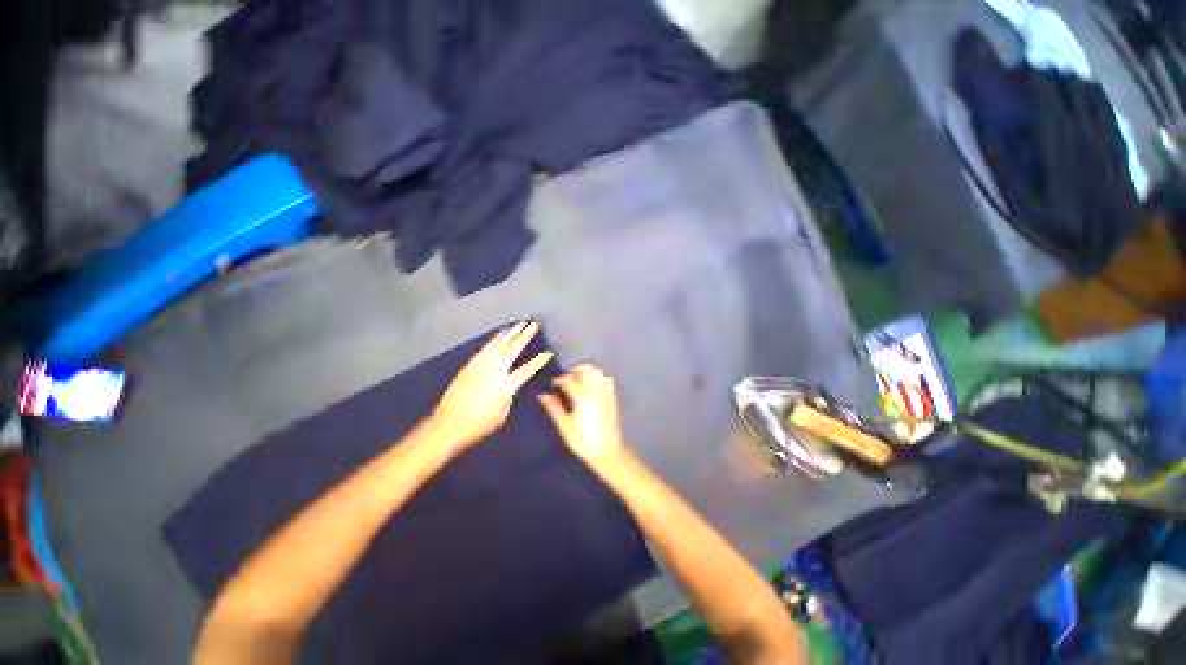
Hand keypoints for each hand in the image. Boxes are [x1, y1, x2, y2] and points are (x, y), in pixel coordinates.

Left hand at [431, 322, 552, 452]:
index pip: (528, 369)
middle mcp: (496, 370)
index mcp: (507, 385)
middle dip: (525, 335)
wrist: (449, 424)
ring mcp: (482, 365)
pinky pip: (487, 347)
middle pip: (514, 349)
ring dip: (511, 333)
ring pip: (500, 344)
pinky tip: (501, 333)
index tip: (549, 352)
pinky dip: (495, 338)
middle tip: (534, 324)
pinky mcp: (471, 363)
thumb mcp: (502, 414)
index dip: (539, 361)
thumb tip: (508, 386)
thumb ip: (508, 396)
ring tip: (519, 324)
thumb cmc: (479, 425)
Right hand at [538, 364, 627, 466]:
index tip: (552, 385)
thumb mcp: (564, 426)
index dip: (558, 380)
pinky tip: (591, 385)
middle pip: (584, 369)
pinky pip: (606, 379)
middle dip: (573, 371)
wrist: (607, 451)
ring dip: (586, 372)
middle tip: (565, 380)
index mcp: (581, 396)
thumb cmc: (583, 441)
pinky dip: (598, 376)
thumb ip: (554, 408)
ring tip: (577, 381)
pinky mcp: (612, 397)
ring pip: (596, 372)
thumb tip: (542, 395)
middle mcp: (594, 390)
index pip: (567, 379)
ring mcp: (605, 392)